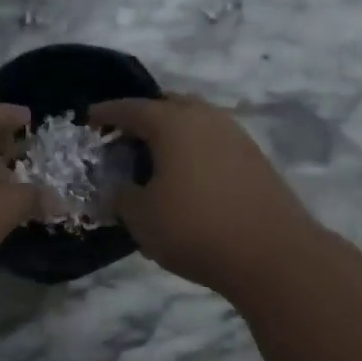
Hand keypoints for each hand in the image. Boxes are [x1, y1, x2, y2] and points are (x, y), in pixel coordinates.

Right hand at [89, 95, 318, 296]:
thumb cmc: (194, 229)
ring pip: (196, 122)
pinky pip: (214, 142)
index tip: (90, 118)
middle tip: (125, 138)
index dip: (107, 113)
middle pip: (168, 105)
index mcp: (173, 123)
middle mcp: (206, 118)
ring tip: (155, 159)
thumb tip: (121, 188)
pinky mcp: (255, 159)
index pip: (131, 109)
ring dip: (173, 134)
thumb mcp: (141, 218)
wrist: (271, 254)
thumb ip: (122, 196)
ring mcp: (236, 136)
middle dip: (144, 117)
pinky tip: (187, 176)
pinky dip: (194, 150)